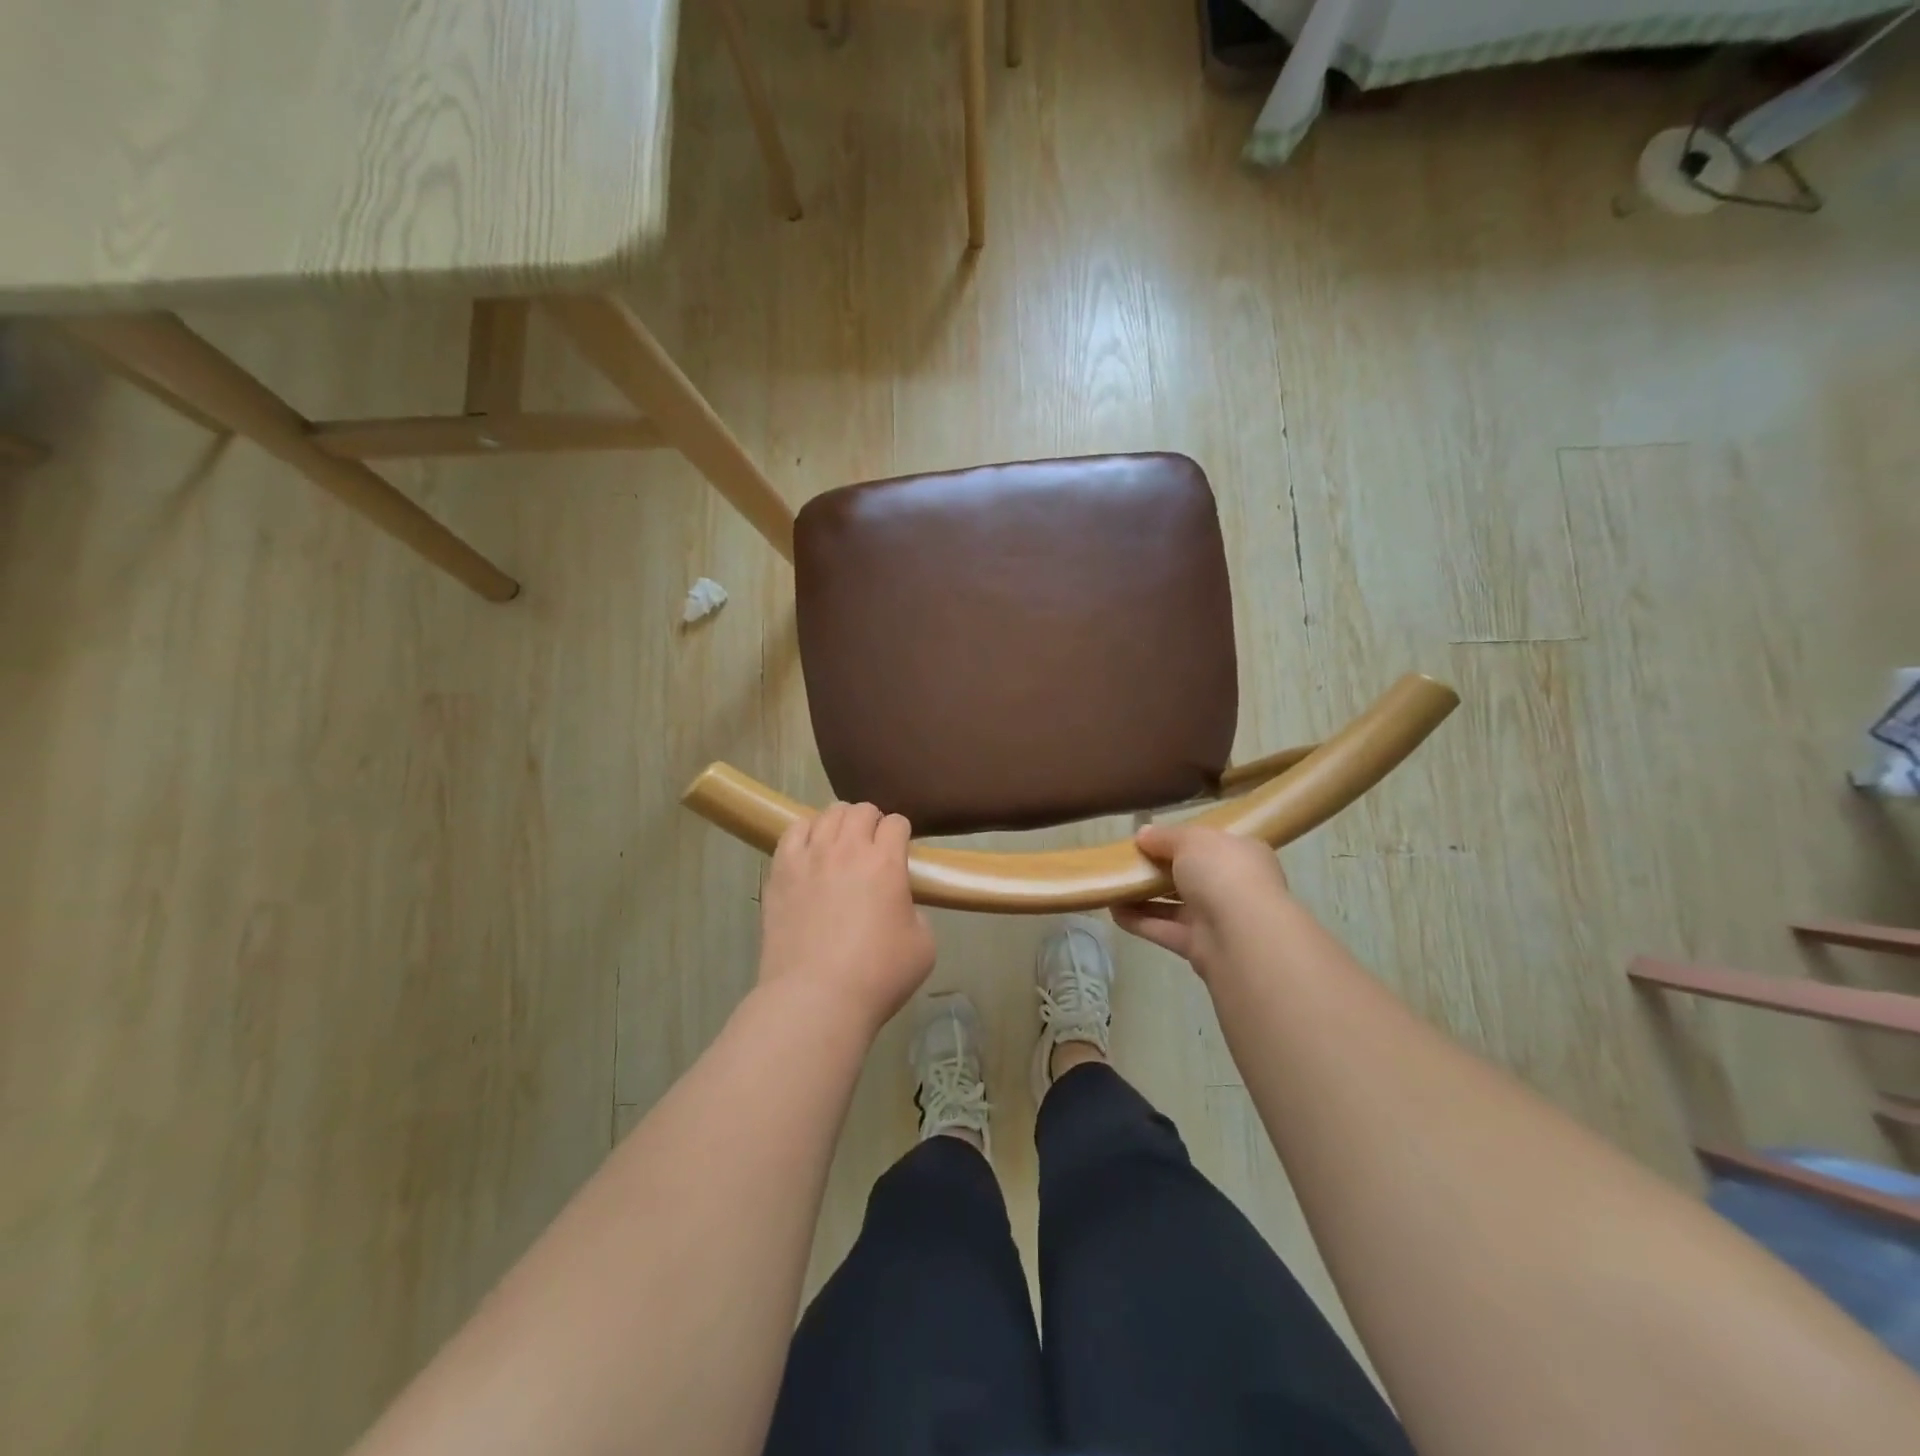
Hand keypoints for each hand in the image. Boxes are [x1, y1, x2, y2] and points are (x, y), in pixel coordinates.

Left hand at [758, 802, 935, 1032]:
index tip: (900, 850)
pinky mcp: (780, 872)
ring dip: (840, 822)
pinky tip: (810, 849)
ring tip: (840, 843)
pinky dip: (806, 832)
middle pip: (861, 810)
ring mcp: (809, 857)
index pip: (896, 822)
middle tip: (872, 846)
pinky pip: (792, 832)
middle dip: (871, 822)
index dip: (901, 834)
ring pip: (826, 814)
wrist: (816, 998)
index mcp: (886, 861)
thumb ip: (915, 912)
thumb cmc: (878, 975)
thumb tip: (898, 905)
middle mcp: (847, 848)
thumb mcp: (924, 945)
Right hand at [1113, 822, 1291, 978]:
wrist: (1242, 935)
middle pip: (1190, 876)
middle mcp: (1233, 886)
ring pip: (1174, 905)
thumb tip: (1143, 834)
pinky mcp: (1199, 947)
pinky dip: (1139, 921)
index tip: (1149, 839)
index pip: (1210, 844)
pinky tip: (1113, 910)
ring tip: (1112, 885)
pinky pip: (1164, 930)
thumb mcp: (1190, 840)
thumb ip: (1165, 836)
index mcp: (1241, 854)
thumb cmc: (1222, 872)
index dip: (1180, 841)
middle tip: (1126, 862)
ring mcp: (1217, 919)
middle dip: (1158, 870)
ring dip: (1143, 897)